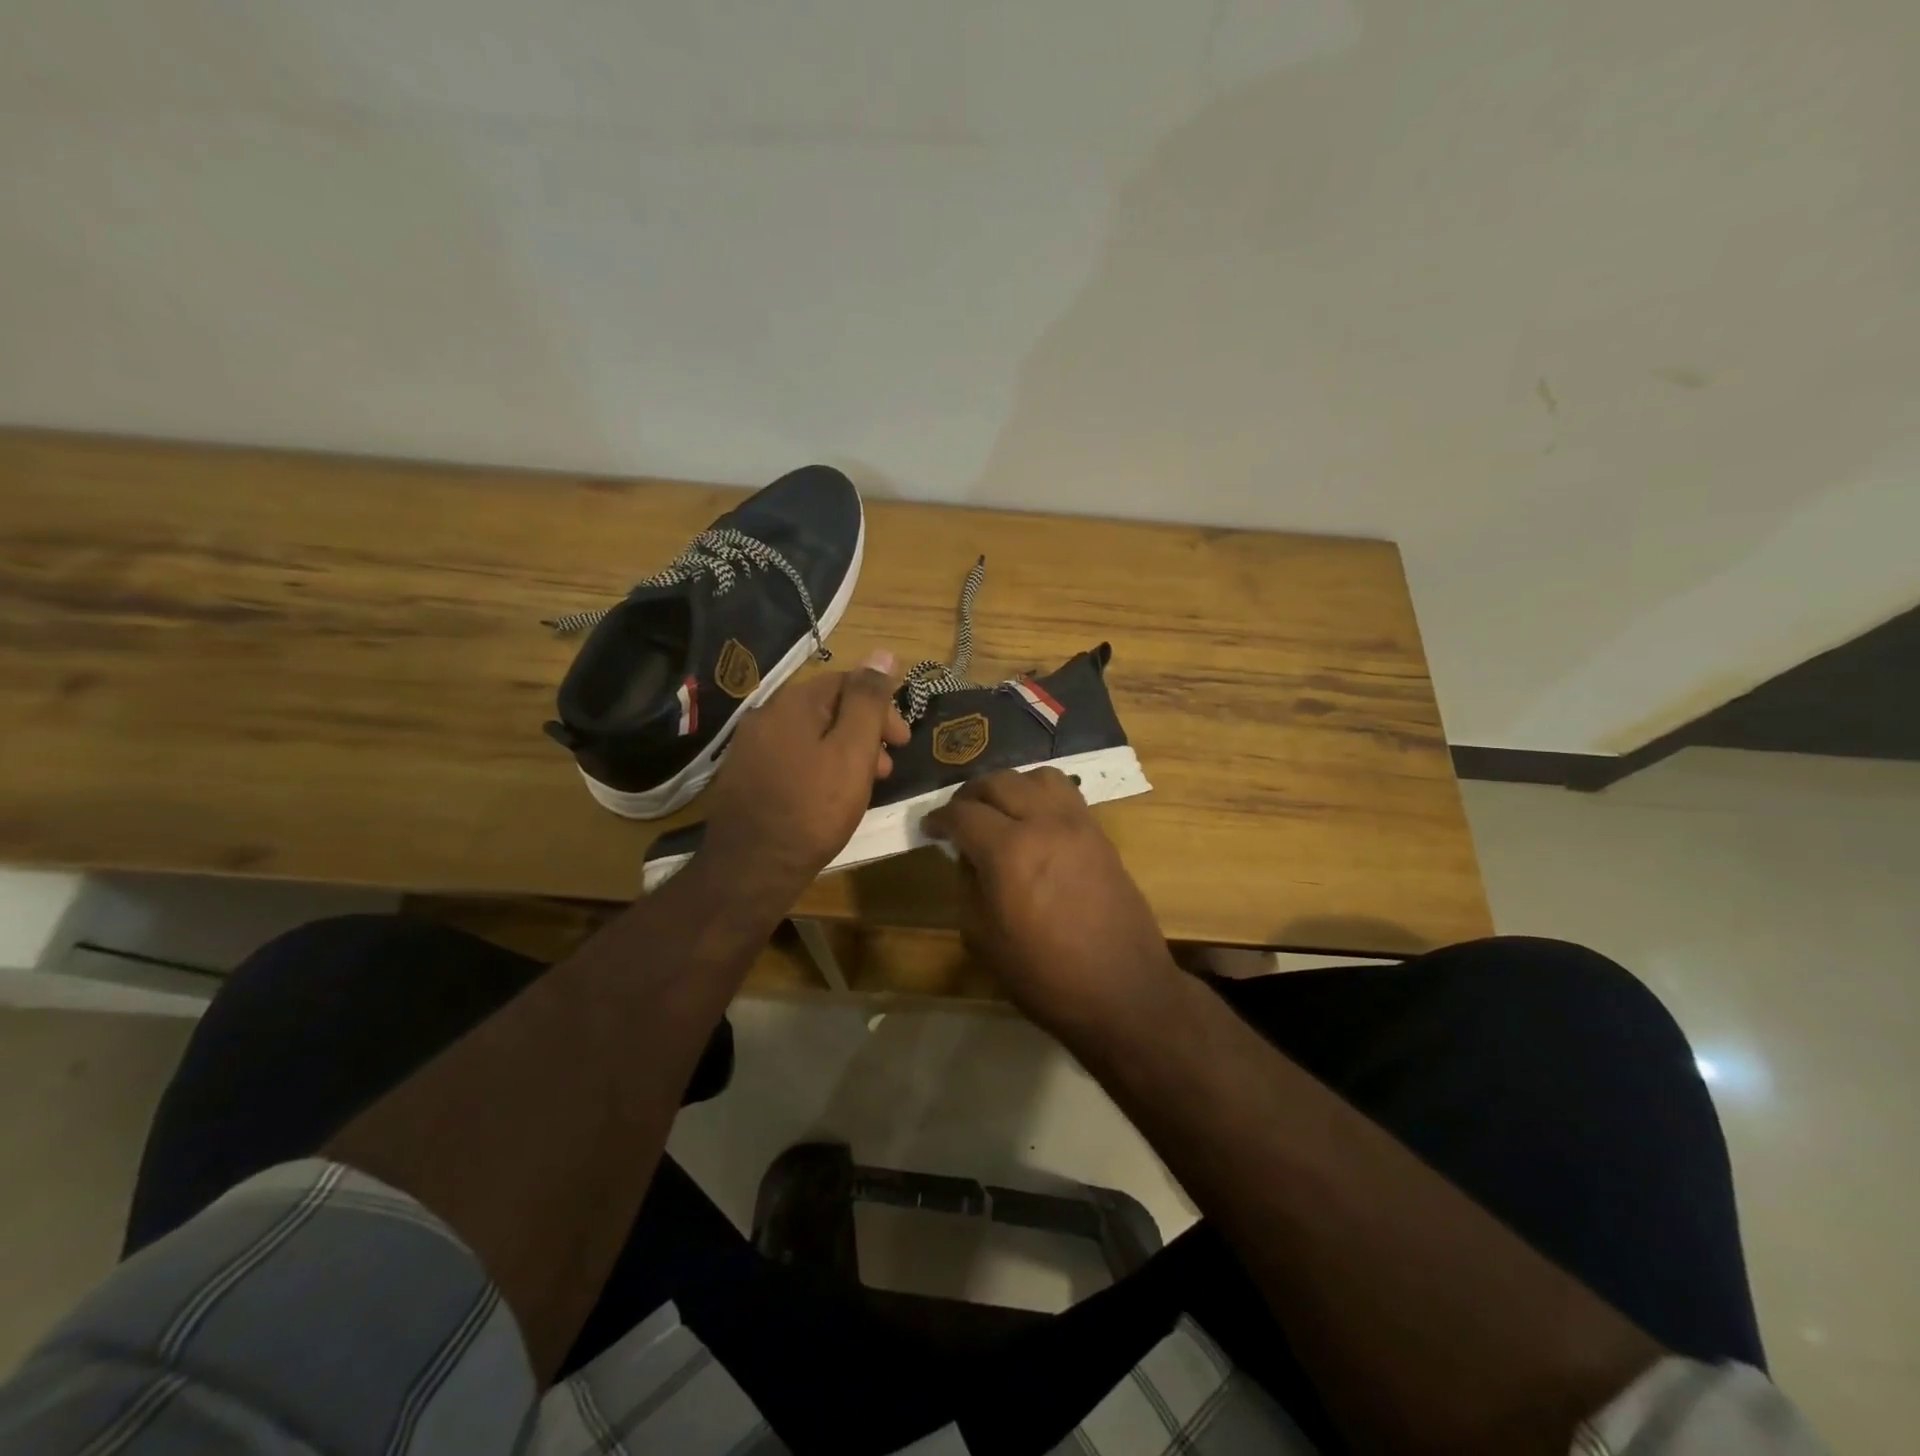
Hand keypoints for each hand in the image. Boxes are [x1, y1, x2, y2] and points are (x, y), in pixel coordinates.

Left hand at [701, 651, 910, 891]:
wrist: (752, 868)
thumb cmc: (813, 808)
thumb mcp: (852, 751)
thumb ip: (868, 701)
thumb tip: (883, 653)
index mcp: (792, 703)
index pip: (846, 682)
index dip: (881, 707)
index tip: (903, 741)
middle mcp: (765, 716)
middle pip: (827, 709)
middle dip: (864, 732)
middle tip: (888, 767)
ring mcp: (750, 748)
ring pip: (810, 736)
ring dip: (844, 751)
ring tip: (864, 785)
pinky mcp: (744, 777)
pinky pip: (791, 758)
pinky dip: (819, 767)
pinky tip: (829, 795)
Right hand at [923, 767, 1180, 1040]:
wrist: (1122, 991)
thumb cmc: (1044, 975)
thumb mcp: (983, 937)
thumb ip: (968, 885)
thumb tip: (968, 856)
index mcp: (1008, 850)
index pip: (962, 813)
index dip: (938, 818)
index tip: (929, 829)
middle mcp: (1043, 823)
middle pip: (998, 782)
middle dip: (969, 795)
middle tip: (958, 816)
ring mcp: (1077, 824)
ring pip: (1036, 777)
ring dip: (1010, 786)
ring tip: (999, 811)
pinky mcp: (1100, 834)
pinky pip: (1066, 794)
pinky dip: (1041, 795)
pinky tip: (1034, 821)